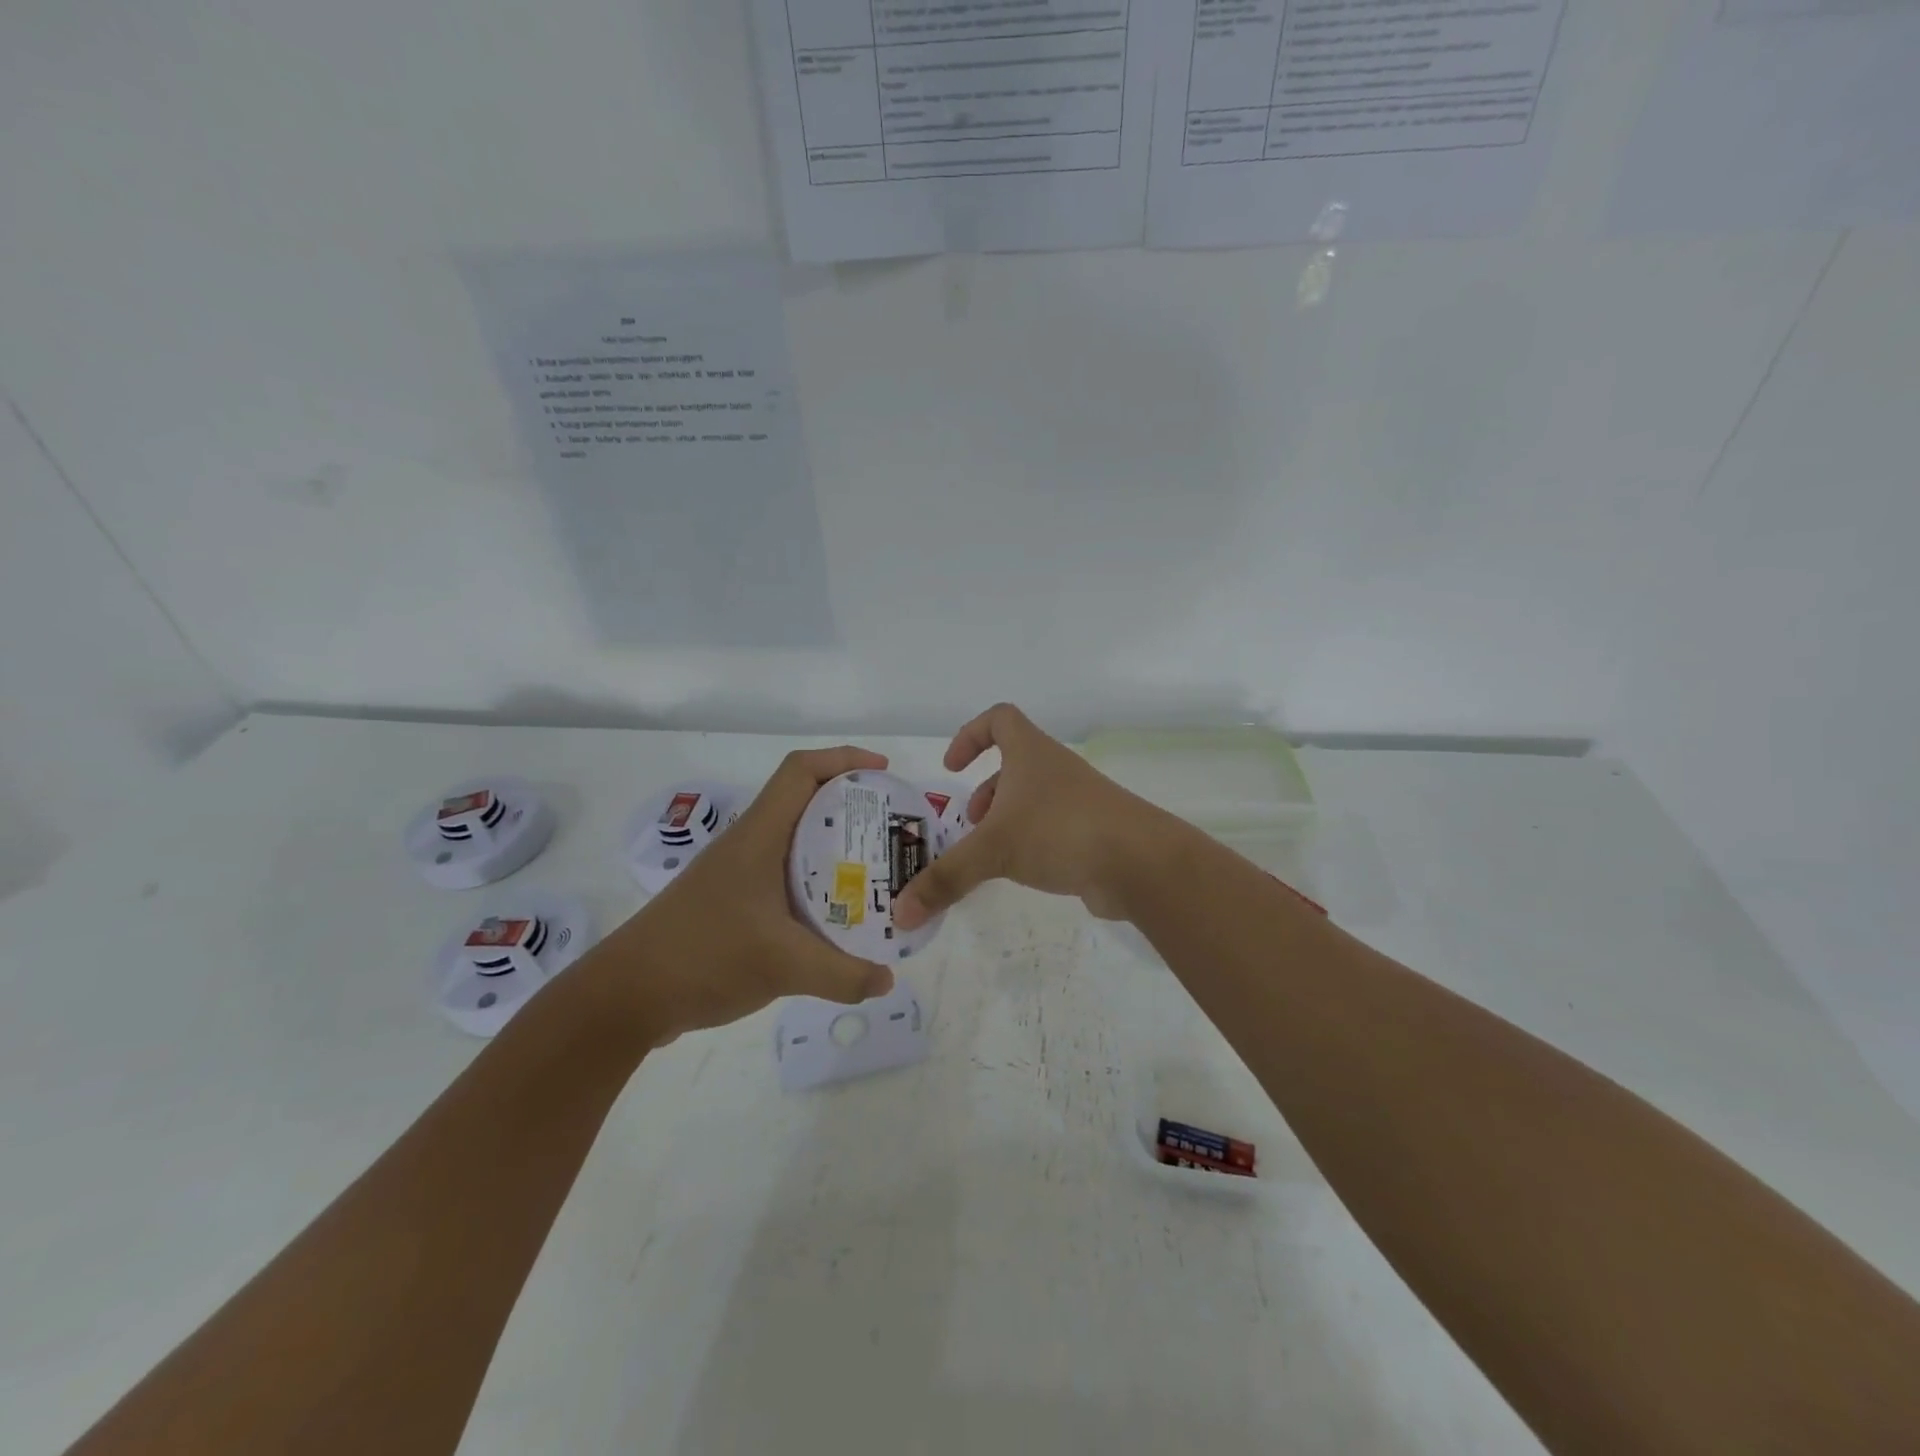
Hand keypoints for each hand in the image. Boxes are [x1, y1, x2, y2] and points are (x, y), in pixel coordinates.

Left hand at [591, 747, 897, 1044]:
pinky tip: (832, 914)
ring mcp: (736, 874)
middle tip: (890, 828)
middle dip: (850, 805)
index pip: (800, 771)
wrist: (625, 996)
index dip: (843, 759)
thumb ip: (843, 974)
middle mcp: (748, 844)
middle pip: (803, 801)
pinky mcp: (730, 903)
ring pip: (794, 841)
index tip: (883, 773)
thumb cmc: (703, 956)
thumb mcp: (783, 966)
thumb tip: (887, 980)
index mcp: (759, 836)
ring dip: (832, 845)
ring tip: (873, 869)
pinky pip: (783, 875)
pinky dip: (814, 881)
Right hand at [894, 704, 1172, 927]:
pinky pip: (1051, 828)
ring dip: (1006, 819)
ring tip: (988, 853)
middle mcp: (1055, 770)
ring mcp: (1078, 801)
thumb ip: (945, 879)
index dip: (971, 734)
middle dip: (985, 790)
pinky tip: (1019, 872)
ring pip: (1033, 799)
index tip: (952, 766)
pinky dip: (1030, 843)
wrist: (1139, 862)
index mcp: (1031, 754)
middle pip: (1014, 763)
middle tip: (969, 823)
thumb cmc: (1060, 831)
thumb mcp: (993, 851)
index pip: (999, 719)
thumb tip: (899, 914)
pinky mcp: (1092, 832)